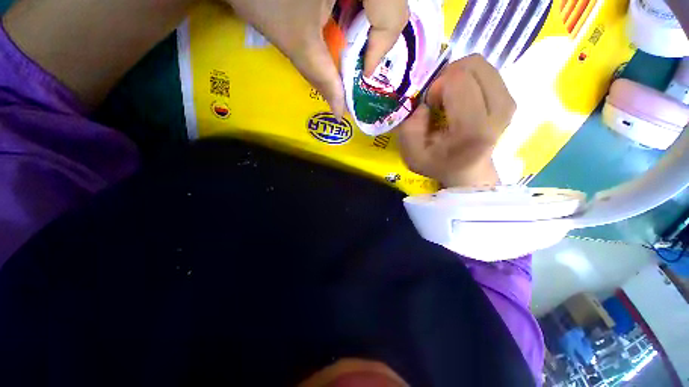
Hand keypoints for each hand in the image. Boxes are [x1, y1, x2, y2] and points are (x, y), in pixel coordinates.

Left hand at [225, 0, 408, 117]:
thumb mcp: (297, 41)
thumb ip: (323, 78)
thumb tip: (340, 114)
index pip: (393, 15)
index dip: (381, 48)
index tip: (364, 71)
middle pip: (391, 8)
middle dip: (374, 40)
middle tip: (357, 59)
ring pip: (380, 1)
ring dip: (365, 28)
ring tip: (347, 42)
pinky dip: (358, 13)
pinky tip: (342, 22)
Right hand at [398, 54, 515, 187]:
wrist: (468, 172)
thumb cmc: (438, 164)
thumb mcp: (412, 154)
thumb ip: (410, 127)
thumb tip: (424, 101)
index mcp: (472, 129)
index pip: (457, 80)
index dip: (436, 87)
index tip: (429, 107)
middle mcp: (499, 111)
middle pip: (472, 65)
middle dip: (447, 77)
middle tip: (438, 99)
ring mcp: (509, 103)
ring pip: (480, 64)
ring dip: (457, 77)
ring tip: (449, 99)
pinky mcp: (511, 99)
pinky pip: (486, 72)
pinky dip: (468, 80)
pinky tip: (461, 99)